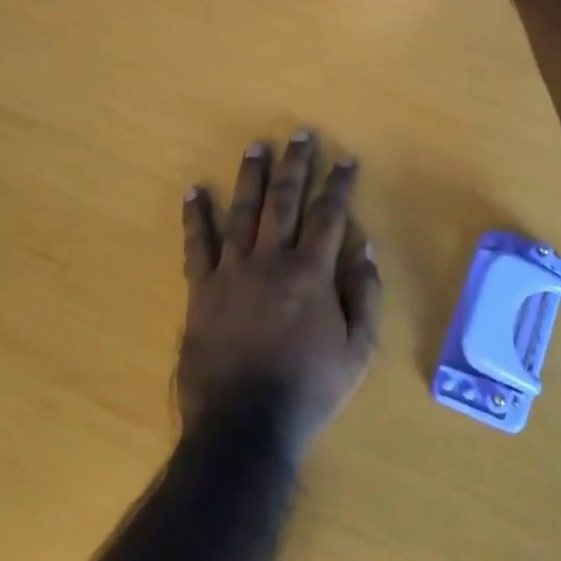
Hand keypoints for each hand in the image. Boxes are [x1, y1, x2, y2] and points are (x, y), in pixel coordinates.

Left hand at [178, 132, 382, 458]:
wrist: (243, 426)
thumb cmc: (308, 390)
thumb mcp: (358, 352)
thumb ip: (365, 298)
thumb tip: (366, 250)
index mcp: (310, 274)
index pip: (329, 215)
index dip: (338, 184)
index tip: (345, 157)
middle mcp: (271, 261)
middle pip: (285, 201)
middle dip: (295, 164)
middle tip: (299, 134)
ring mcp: (232, 273)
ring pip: (243, 212)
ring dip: (251, 176)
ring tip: (256, 146)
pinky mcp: (201, 290)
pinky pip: (197, 246)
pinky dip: (195, 217)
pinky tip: (195, 191)